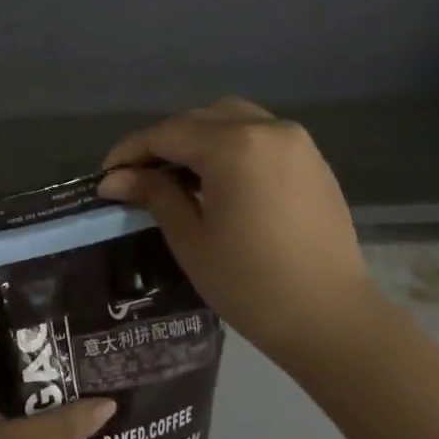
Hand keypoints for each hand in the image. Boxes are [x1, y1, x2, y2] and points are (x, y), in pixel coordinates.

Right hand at [98, 97, 384, 371]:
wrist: (332, 320)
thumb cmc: (252, 284)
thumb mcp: (191, 239)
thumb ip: (154, 195)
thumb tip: (115, 178)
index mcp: (234, 146)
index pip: (167, 134)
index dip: (131, 151)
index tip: (106, 175)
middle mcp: (267, 129)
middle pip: (198, 119)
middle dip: (162, 142)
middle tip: (137, 176)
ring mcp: (295, 142)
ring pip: (230, 118)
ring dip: (197, 137)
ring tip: (177, 173)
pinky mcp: (312, 159)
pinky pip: (259, 134)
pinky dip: (230, 144)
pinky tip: (218, 178)